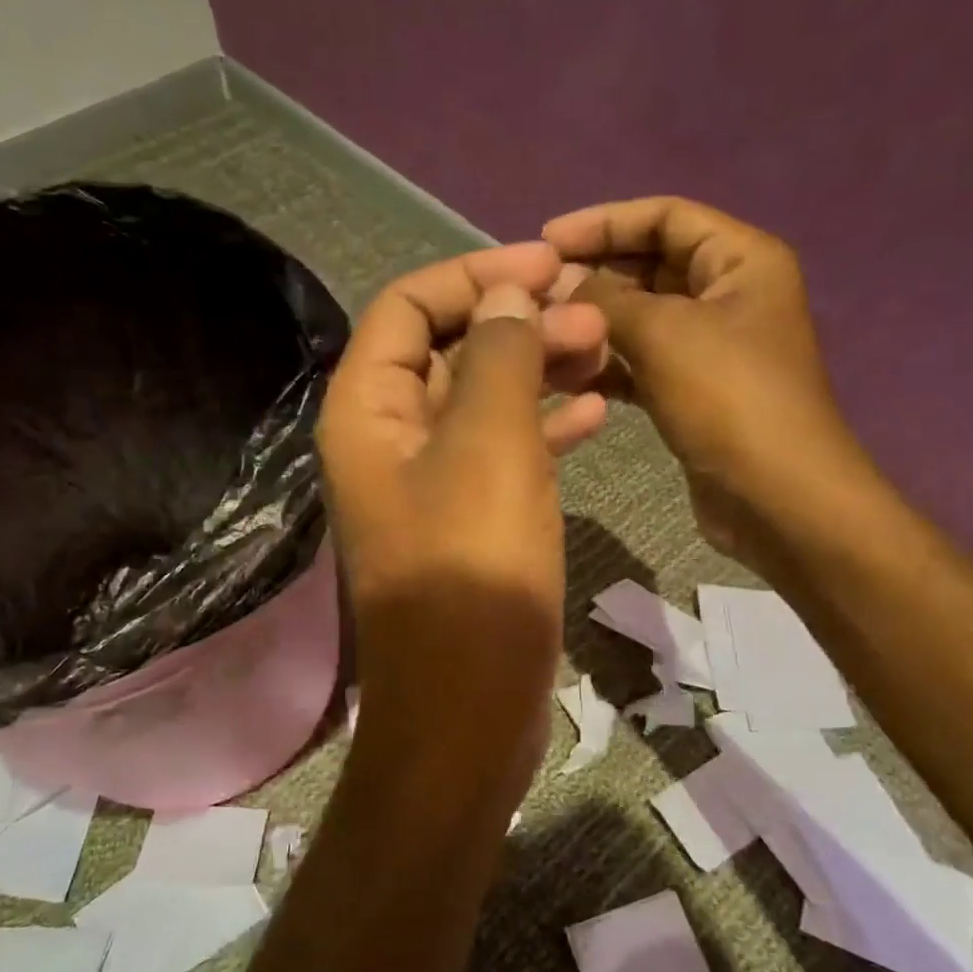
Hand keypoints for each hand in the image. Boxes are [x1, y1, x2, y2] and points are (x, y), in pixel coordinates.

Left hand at [317, 243, 607, 802]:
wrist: (469, 705)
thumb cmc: (473, 572)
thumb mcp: (489, 447)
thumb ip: (498, 357)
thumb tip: (507, 293)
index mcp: (368, 412)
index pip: (408, 308)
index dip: (475, 275)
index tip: (548, 266)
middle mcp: (387, 440)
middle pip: (449, 352)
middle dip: (518, 323)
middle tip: (594, 313)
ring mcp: (429, 484)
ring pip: (483, 402)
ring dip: (538, 370)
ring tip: (605, 350)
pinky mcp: (467, 522)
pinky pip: (503, 453)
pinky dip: (544, 427)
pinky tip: (597, 412)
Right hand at [541, 196, 869, 562]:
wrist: (776, 498)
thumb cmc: (729, 399)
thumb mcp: (664, 334)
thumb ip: (604, 299)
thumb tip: (556, 281)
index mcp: (740, 260)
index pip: (665, 217)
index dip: (603, 221)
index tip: (545, 241)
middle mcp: (728, 295)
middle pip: (649, 266)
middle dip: (593, 277)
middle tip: (534, 295)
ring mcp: (710, 347)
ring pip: (640, 320)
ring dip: (593, 326)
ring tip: (541, 336)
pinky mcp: (692, 392)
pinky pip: (640, 364)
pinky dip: (606, 366)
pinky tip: (565, 376)